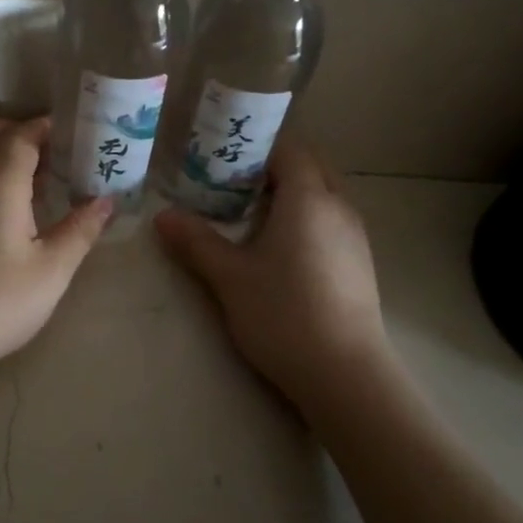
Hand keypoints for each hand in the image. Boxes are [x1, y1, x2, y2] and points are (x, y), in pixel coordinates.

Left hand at [0, 117, 110, 396]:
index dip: (48, 127)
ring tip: (44, 182)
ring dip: (5, 156)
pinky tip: (16, 215)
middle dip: (21, 131)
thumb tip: (106, 200)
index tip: (78, 131)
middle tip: (57, 153)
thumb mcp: (51, 271)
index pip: (21, 135)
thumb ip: (80, 230)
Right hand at [155, 137, 392, 418]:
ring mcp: (355, 236)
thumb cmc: (282, 313)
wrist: (344, 374)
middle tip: (234, 185)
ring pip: (324, 195)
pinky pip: (332, 221)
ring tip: (252, 216)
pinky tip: (282, 251)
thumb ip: (196, 242)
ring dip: (292, 195)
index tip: (224, 160)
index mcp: (308, 199)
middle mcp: (339, 207)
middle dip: (275, 169)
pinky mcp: (360, 263)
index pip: (289, 150)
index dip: (257, 149)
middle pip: (311, 168)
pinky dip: (307, 219)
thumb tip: (162, 216)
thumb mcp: (229, 277)